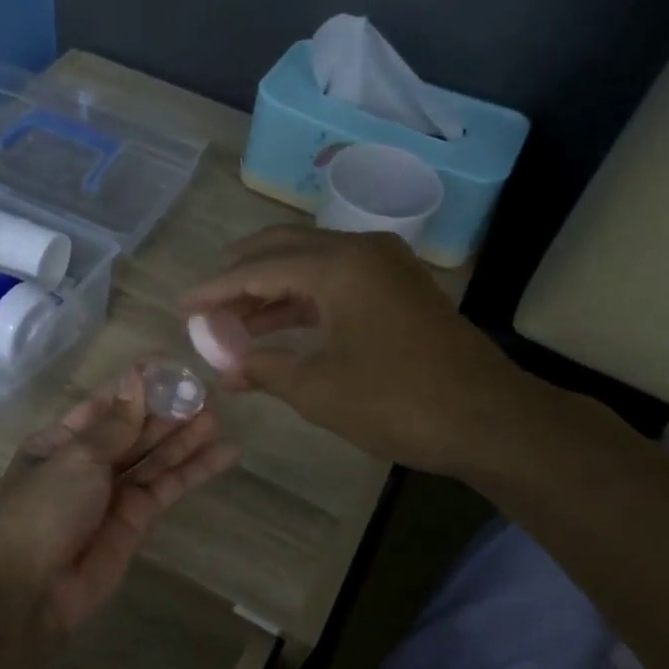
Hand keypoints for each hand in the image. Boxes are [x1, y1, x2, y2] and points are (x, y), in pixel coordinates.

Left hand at [0, 368, 237, 634]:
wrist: (34, 588)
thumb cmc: (45, 509)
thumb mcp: (77, 457)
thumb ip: (116, 423)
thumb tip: (137, 378)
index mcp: (60, 442)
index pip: (105, 405)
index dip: (136, 386)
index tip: (170, 366)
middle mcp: (88, 463)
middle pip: (134, 430)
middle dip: (166, 412)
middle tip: (205, 393)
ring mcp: (114, 492)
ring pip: (155, 457)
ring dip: (185, 438)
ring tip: (218, 418)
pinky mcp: (138, 519)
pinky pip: (168, 486)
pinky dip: (194, 471)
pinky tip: (224, 453)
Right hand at [181, 226, 531, 475]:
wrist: (486, 418)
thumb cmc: (396, 400)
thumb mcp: (317, 389)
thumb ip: (264, 369)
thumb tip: (226, 370)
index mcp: (337, 265)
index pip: (258, 268)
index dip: (215, 289)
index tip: (182, 305)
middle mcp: (360, 250)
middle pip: (283, 249)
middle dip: (240, 276)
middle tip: (206, 303)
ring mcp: (385, 266)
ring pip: (310, 265)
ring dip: (270, 290)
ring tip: (232, 321)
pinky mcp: (398, 288)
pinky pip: (336, 281)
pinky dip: (303, 300)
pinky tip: (279, 326)